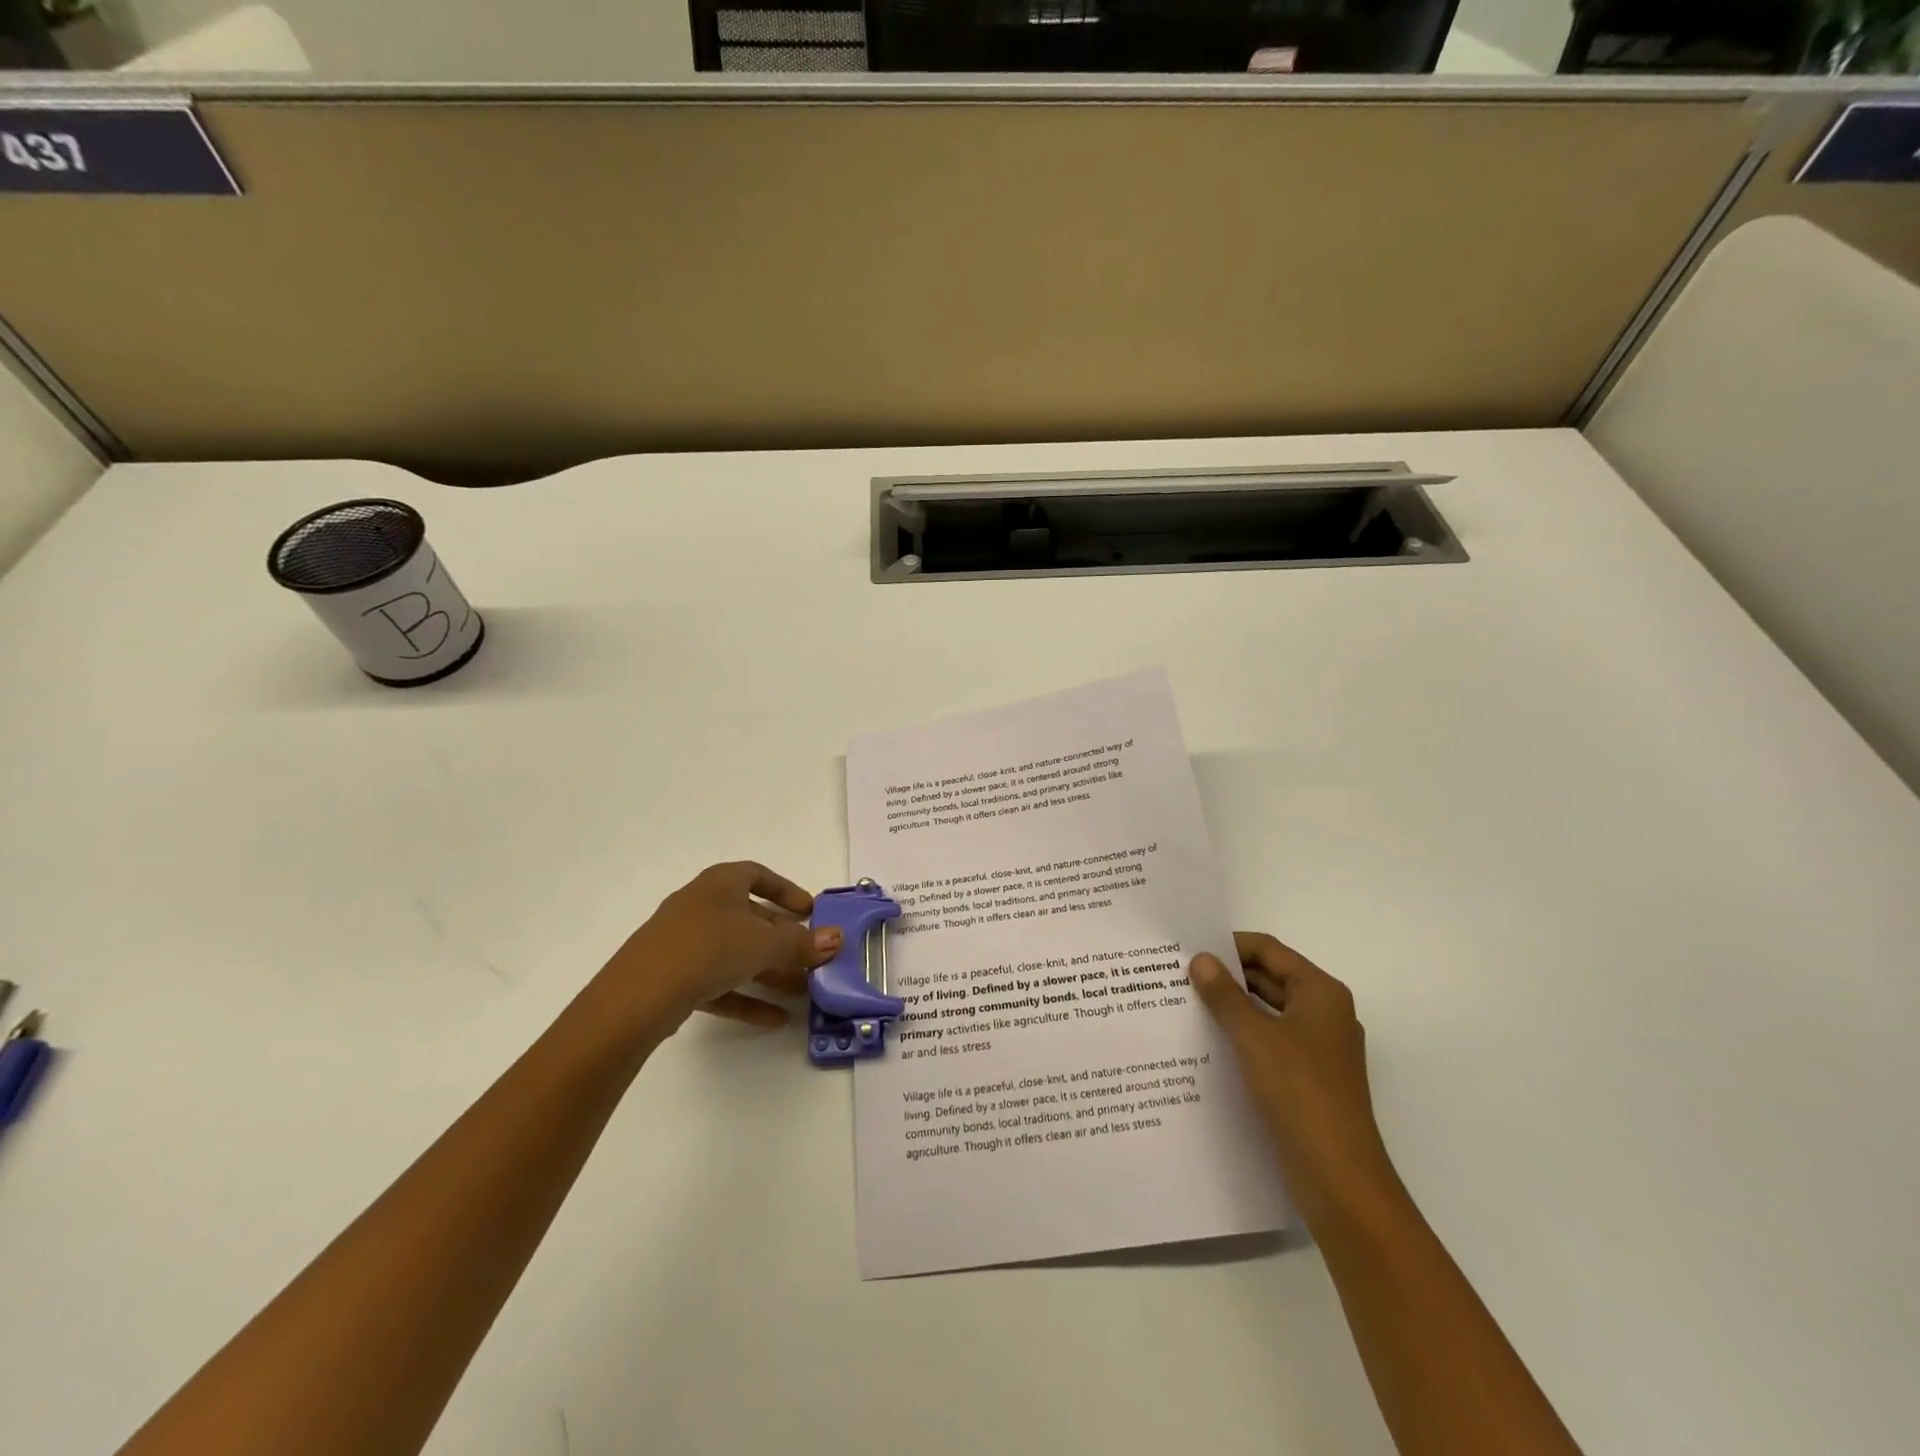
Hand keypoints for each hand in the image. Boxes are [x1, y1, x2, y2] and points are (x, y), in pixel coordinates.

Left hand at [599, 862, 842, 1033]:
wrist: (640, 994)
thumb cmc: (710, 947)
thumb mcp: (765, 944)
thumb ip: (802, 944)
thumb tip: (837, 939)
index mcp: (720, 883)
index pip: (757, 875)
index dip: (786, 890)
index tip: (809, 911)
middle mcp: (701, 906)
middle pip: (750, 919)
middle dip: (784, 941)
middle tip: (812, 959)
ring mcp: (685, 943)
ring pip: (736, 953)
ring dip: (770, 972)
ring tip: (803, 993)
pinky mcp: (674, 978)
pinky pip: (718, 982)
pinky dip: (746, 997)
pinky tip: (775, 1019)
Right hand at [1190, 933, 1397, 1223]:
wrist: (1340, 1179)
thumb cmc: (1300, 1094)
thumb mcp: (1255, 1037)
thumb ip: (1225, 995)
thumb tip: (1201, 959)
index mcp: (1321, 994)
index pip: (1270, 951)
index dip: (1230, 945)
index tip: (1189, 948)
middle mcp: (1324, 1014)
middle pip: (1270, 979)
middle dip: (1227, 976)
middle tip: (1178, 975)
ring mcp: (1317, 1049)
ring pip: (1267, 1012)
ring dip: (1231, 1007)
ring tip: (1184, 1004)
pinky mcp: (1307, 1079)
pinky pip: (1269, 1042)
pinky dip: (1241, 1036)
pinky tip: (1206, 1042)